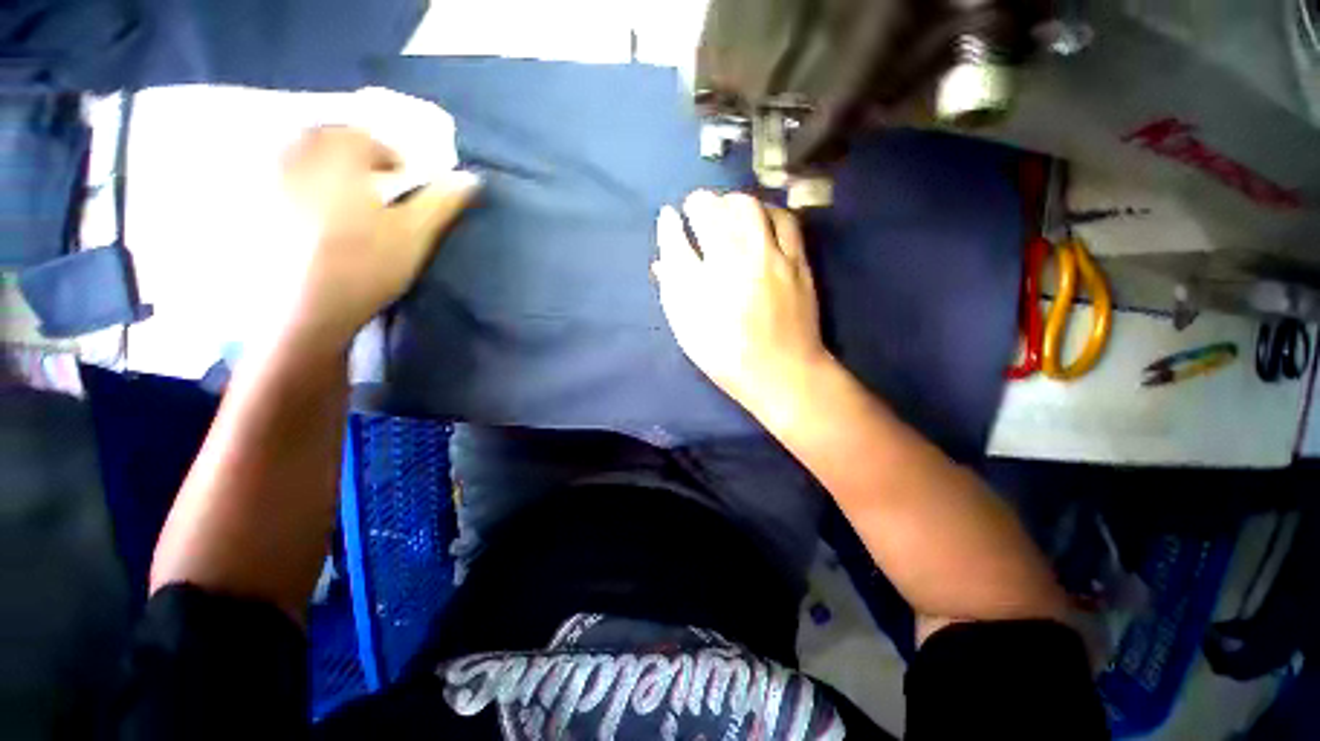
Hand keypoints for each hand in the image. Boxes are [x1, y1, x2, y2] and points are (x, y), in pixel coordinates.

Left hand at [276, 127, 480, 348]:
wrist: (302, 312)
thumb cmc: (365, 266)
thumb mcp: (415, 235)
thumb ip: (442, 202)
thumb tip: (471, 178)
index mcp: (336, 158)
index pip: (365, 137)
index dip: (389, 154)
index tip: (402, 180)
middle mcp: (295, 157)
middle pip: (324, 137)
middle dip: (351, 153)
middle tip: (371, 184)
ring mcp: (267, 182)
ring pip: (295, 154)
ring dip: (320, 165)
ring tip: (340, 196)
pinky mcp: (250, 207)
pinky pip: (272, 177)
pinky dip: (293, 183)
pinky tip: (307, 212)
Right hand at [653, 190, 829, 415]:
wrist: (781, 372)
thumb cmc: (727, 355)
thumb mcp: (689, 328)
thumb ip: (674, 287)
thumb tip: (663, 259)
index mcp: (702, 284)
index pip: (679, 239)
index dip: (671, 224)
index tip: (670, 217)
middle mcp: (736, 262)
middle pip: (715, 211)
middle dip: (701, 203)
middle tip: (697, 208)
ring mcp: (771, 259)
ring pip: (750, 209)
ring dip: (733, 202)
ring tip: (728, 210)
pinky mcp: (798, 262)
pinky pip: (784, 221)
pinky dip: (766, 212)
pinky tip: (761, 220)